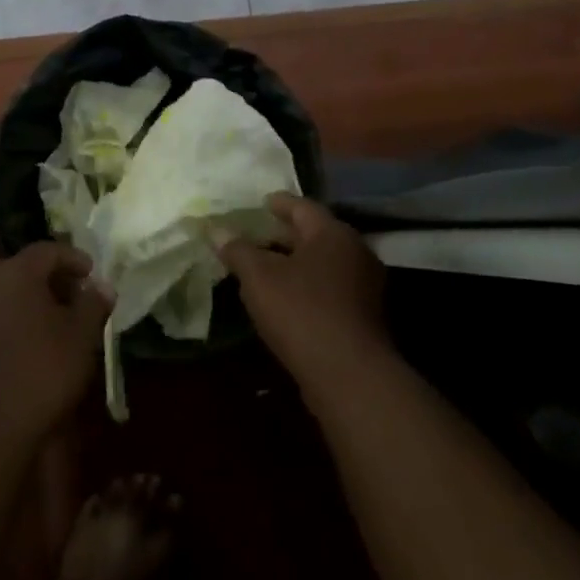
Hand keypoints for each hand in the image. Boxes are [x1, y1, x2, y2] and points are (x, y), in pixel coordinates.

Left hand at [0, 243, 112, 442]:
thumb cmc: (42, 368)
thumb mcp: (81, 335)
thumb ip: (93, 304)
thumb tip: (102, 286)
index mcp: (15, 272)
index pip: (47, 250)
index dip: (74, 259)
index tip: (93, 275)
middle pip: (25, 270)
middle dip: (55, 282)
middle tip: (80, 299)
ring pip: (9, 295)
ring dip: (36, 303)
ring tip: (62, 325)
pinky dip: (19, 322)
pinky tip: (37, 345)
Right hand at [215, 195, 387, 402]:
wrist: (349, 376)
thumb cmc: (301, 312)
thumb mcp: (259, 277)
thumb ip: (237, 250)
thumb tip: (216, 229)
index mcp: (333, 233)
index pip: (302, 206)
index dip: (277, 204)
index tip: (260, 203)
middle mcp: (355, 252)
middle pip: (314, 234)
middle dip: (283, 234)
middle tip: (255, 234)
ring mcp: (364, 285)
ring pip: (322, 263)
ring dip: (294, 262)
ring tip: (263, 267)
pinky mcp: (363, 316)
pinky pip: (329, 287)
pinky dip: (306, 285)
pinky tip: (284, 298)